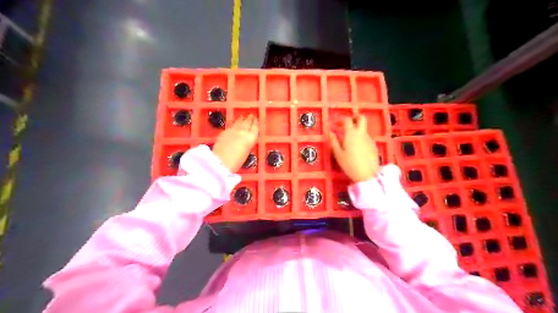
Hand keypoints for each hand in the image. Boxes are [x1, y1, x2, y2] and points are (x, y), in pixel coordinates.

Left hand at [214, 115, 259, 171]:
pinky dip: (234, 124)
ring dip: (242, 119)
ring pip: (239, 122)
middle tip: (251, 115)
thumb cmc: (236, 162)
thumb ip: (247, 144)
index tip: (256, 119)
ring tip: (243, 117)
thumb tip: (245, 140)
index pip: (255, 128)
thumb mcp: (246, 153)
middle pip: (247, 122)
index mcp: (250, 138)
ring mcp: (232, 130)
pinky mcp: (224, 131)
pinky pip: (231, 126)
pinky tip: (234, 124)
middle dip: (249, 119)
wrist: (221, 161)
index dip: (256, 123)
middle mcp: (243, 132)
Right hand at [331, 115, 379, 182]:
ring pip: (364, 129)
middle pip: (361, 118)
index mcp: (351, 134)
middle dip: (355, 116)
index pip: (347, 120)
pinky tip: (357, 148)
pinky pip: (366, 138)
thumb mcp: (338, 154)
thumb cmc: (350, 164)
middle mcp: (361, 133)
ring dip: (357, 130)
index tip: (336, 124)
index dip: (341, 120)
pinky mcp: (374, 146)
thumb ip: (333, 142)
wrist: (368, 174)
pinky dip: (361, 138)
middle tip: (349, 121)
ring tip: (350, 140)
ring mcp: (369, 139)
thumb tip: (330, 133)